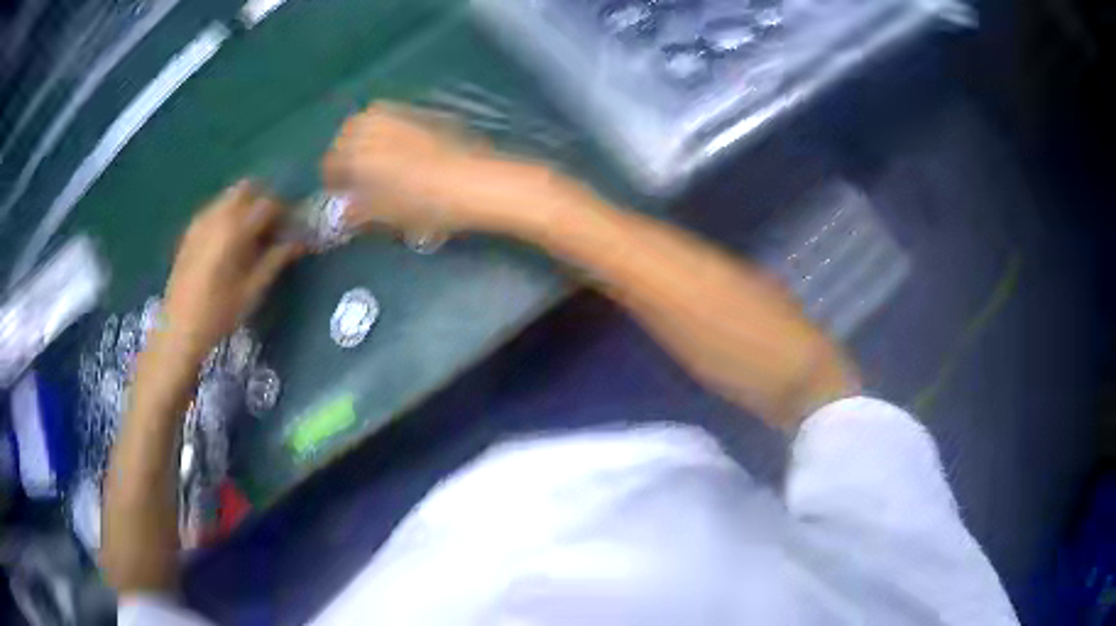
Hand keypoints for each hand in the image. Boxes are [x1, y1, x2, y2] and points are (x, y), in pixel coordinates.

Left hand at [160, 181, 302, 359]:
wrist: (178, 330)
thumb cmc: (219, 314)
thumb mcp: (252, 290)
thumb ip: (276, 260)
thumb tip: (300, 242)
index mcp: (234, 228)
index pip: (268, 204)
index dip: (285, 213)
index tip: (292, 229)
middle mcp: (216, 215)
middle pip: (247, 188)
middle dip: (263, 201)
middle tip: (272, 227)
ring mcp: (200, 221)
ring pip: (229, 196)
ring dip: (245, 206)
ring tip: (251, 235)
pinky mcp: (190, 231)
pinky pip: (214, 209)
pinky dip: (227, 215)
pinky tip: (229, 242)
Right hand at [323, 103, 577, 238]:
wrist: (475, 182)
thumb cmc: (426, 204)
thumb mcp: (386, 215)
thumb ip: (358, 211)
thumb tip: (344, 212)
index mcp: (357, 152)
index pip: (331, 162)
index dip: (333, 180)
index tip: (339, 192)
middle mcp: (374, 126)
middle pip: (346, 133)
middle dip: (345, 152)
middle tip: (355, 175)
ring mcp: (401, 115)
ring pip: (368, 119)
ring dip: (364, 137)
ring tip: (374, 161)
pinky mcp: (423, 113)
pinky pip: (393, 115)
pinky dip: (386, 129)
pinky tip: (398, 149)